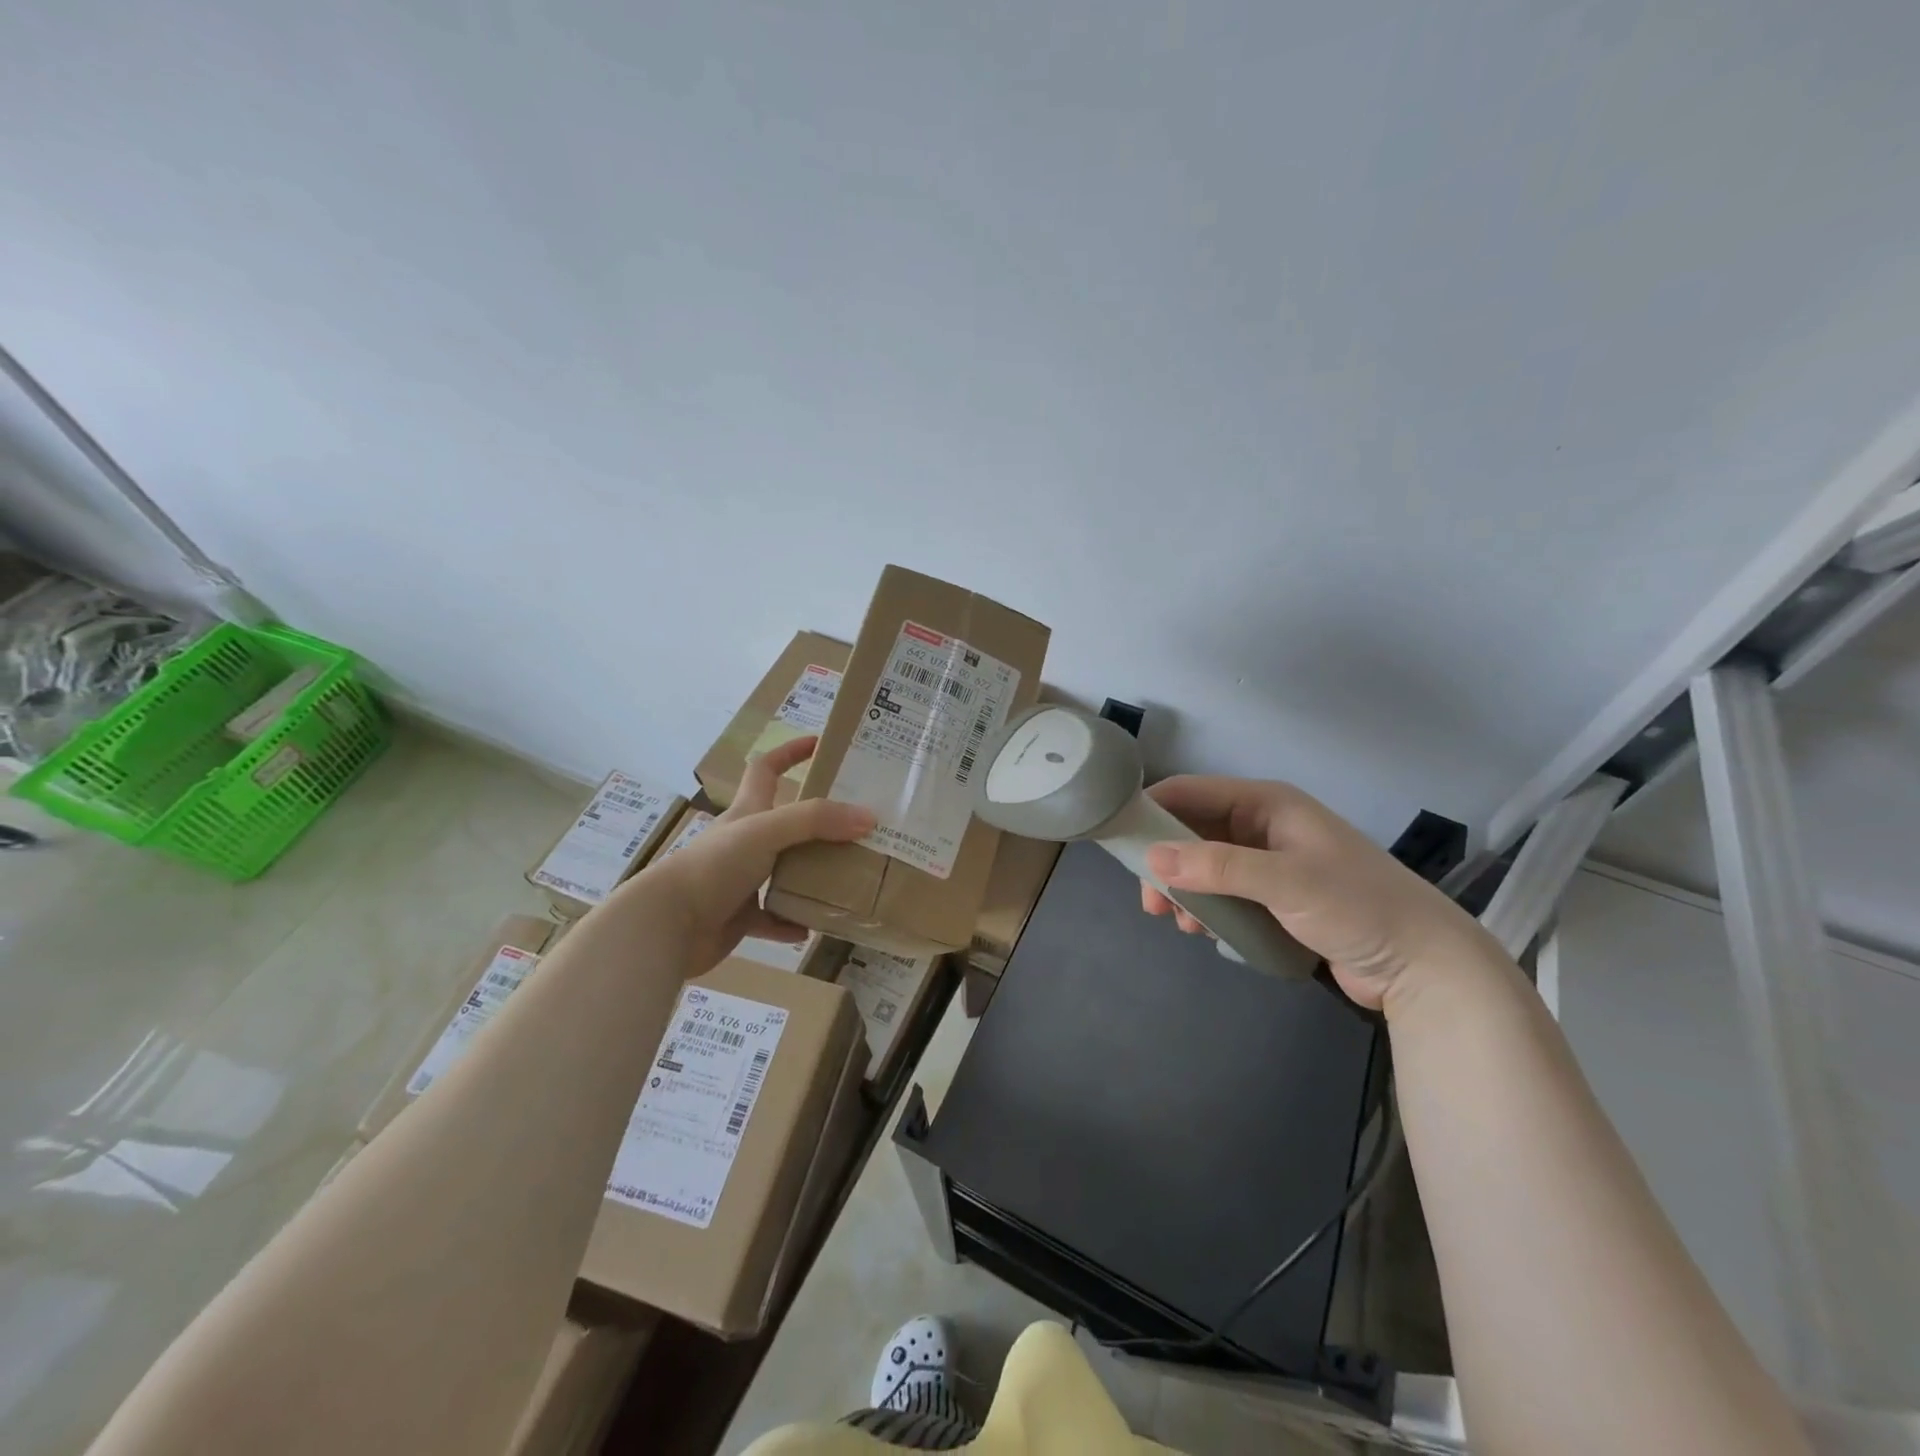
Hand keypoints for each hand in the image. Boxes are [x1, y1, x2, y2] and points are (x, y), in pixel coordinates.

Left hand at [629, 736, 874, 972]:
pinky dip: (791, 922)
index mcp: (748, 813)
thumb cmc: (715, 866)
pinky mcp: (738, 917)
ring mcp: (740, 881)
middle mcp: (744, 842)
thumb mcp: (767, 831)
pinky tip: (812, 926)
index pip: (767, 769)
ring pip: (784, 872)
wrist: (668, 925)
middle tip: (856, 826)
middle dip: (817, 823)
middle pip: (785, 824)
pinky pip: (773, 919)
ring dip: (811, 875)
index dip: (790, 752)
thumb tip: (867, 817)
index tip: (820, 745)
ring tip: (846, 877)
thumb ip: (816, 821)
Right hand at [1139, 776, 1496, 1011]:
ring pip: (1205, 866)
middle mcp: (1263, 827)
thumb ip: (1218, 867)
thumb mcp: (1285, 881)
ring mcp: (1270, 864)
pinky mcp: (1276, 899)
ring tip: (1179, 923)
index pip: (1192, 792)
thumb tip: (1151, 859)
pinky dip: (1207, 908)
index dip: (1153, 809)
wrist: (1423, 964)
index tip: (1119, 839)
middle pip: (1193, 832)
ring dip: (1185, 890)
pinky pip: (1225, 893)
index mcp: (1267, 804)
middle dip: (1166, 862)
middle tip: (1150, 900)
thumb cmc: (1357, 906)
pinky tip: (1204, 932)